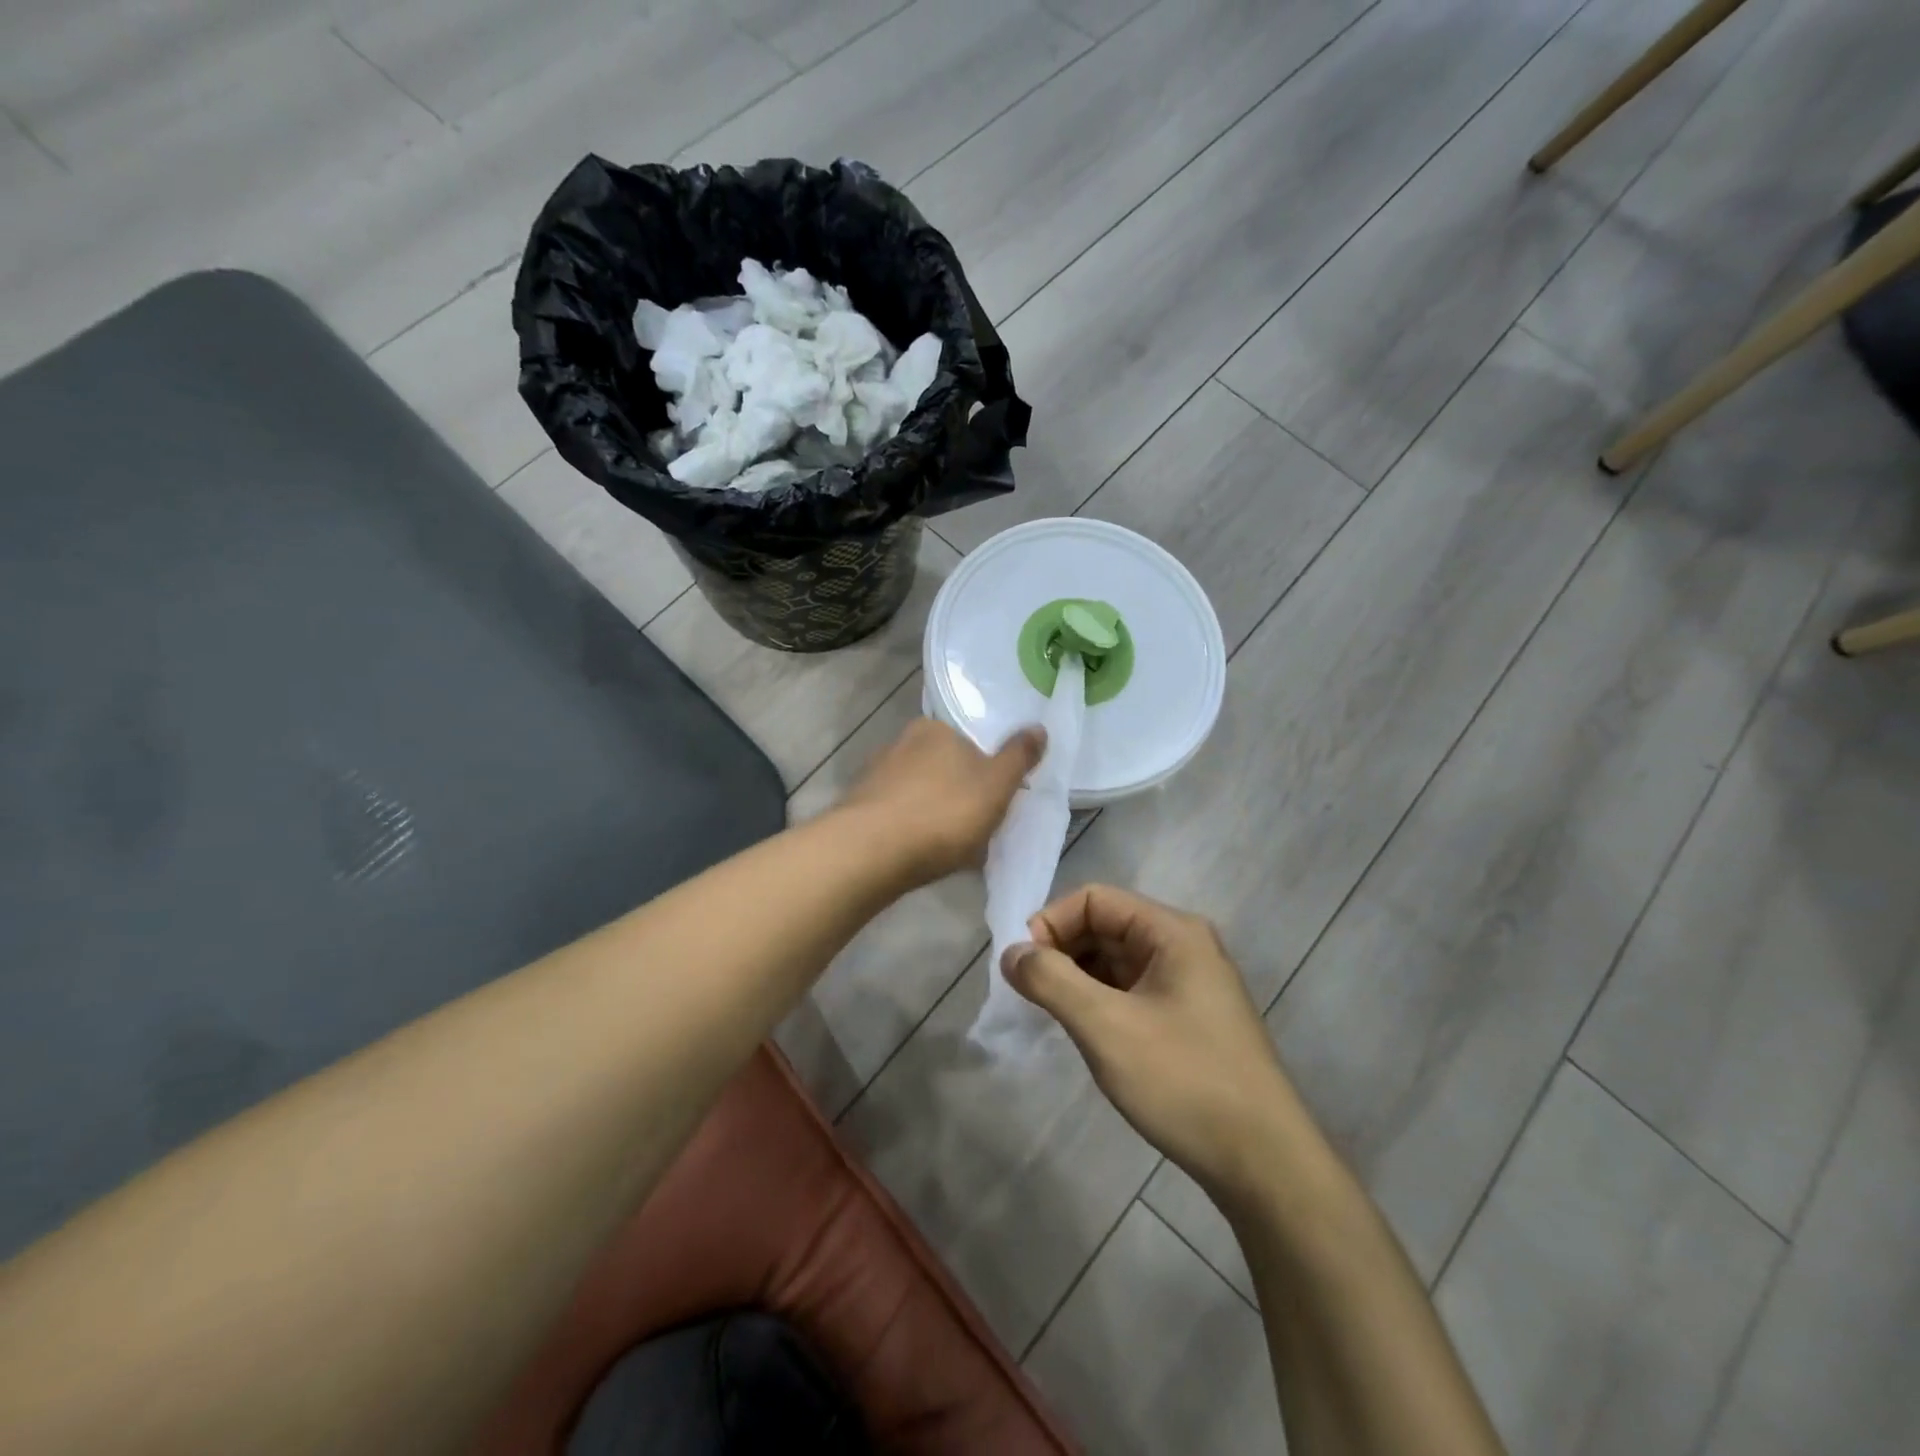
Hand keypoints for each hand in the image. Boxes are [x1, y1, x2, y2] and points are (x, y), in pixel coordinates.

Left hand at [840, 718, 1044, 884]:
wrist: (871, 852)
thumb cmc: (943, 813)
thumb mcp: (996, 785)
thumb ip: (1018, 756)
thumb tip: (1039, 727)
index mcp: (934, 729)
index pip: (967, 740)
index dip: (985, 768)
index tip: (994, 798)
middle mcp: (900, 743)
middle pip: (943, 767)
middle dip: (959, 792)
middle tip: (977, 826)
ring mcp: (875, 775)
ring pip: (919, 792)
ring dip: (935, 813)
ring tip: (951, 847)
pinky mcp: (859, 807)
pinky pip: (897, 815)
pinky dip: (911, 829)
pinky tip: (921, 854)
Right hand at [1003, 886, 1298, 1200]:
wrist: (1265, 1164)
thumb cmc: (1184, 1081)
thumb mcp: (1106, 1027)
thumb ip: (1051, 981)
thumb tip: (1010, 952)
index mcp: (1172, 932)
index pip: (1095, 899)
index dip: (1051, 922)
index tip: (1021, 966)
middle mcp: (1183, 946)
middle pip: (1105, 926)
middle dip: (1062, 951)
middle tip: (1030, 993)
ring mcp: (1189, 984)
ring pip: (1116, 961)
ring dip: (1078, 978)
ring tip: (1052, 1014)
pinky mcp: (1188, 1018)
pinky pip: (1131, 990)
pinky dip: (1100, 1001)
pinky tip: (1085, 1032)